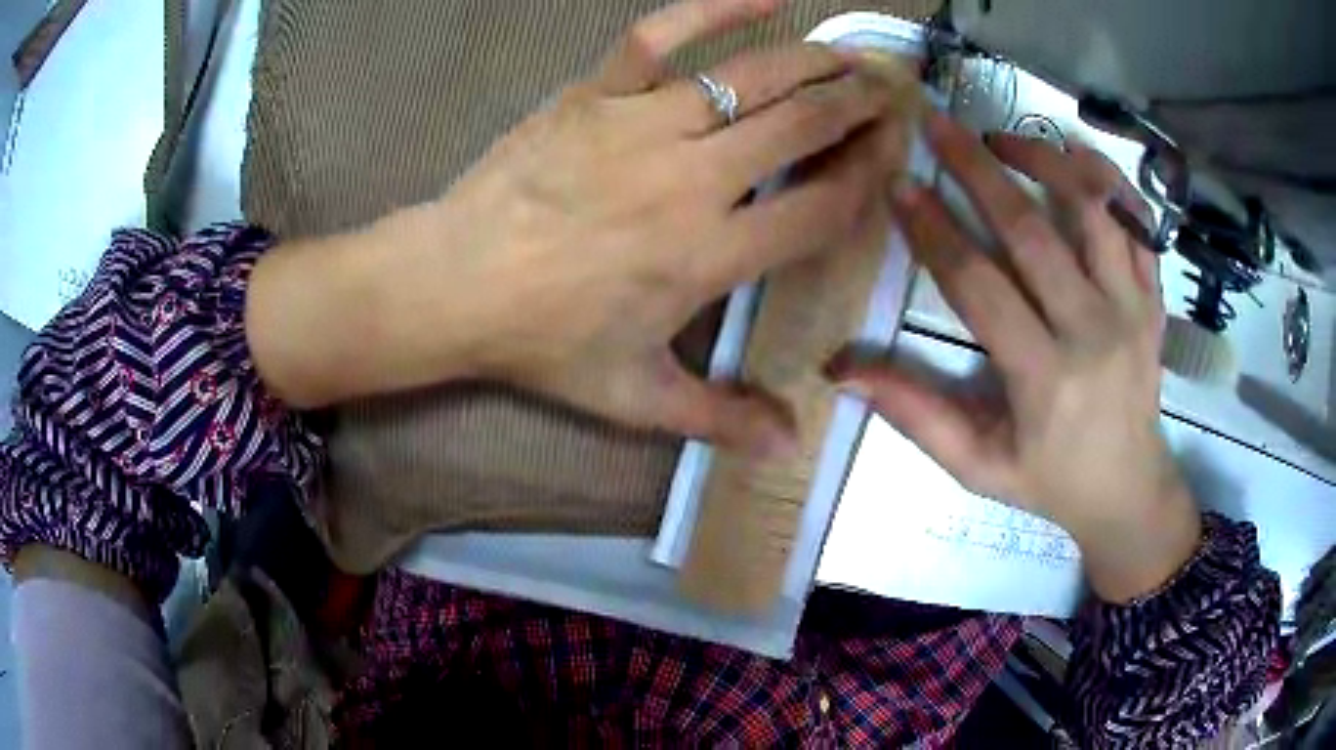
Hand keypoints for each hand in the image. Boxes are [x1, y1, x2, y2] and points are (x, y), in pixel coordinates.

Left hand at [248, 0, 910, 456]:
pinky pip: (661, 36)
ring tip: (850, 56)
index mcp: (708, 256)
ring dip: (813, 62)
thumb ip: (717, 418)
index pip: (819, 209)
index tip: (894, 157)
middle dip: (857, 106)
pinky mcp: (595, 92)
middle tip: (890, 90)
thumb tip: (788, 443)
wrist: (453, 283)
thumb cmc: (542, 342)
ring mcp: (641, 125)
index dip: (868, 179)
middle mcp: (691, 180)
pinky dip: (714, 8)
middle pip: (801, 128)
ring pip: (751, 77)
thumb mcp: (633, 397)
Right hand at [832, 113, 1201, 602]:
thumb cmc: (1051, 482)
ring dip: (1044, 158)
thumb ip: (917, 416)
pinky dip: (1108, 179)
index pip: (980, 285)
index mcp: (1045, 377)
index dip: (933, 230)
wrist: (1130, 491)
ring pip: (1093, 208)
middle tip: (936, 124)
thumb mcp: (978, 469)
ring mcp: (1133, 308)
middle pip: (1031, 230)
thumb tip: (843, 371)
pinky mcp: (1154, 298)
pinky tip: (1075, 159)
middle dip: (976, 168)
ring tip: (1002, 139)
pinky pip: (1138, 222)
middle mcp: (1094, 330)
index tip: (899, 184)